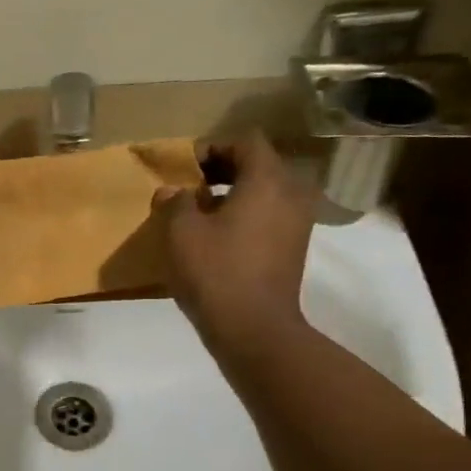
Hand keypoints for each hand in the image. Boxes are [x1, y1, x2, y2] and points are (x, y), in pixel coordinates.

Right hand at [152, 131, 313, 348]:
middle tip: (191, 184)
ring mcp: (298, 222)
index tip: (186, 166)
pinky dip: (246, 213)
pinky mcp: (294, 247)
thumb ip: (175, 201)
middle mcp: (291, 194)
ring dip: (234, 193)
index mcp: (268, 180)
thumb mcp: (181, 231)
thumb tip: (172, 191)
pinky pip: (270, 214)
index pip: (246, 142)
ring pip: (266, 191)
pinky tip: (218, 235)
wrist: (254, 328)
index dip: (214, 146)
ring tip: (200, 211)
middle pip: (259, 164)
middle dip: (223, 168)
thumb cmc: (216, 271)